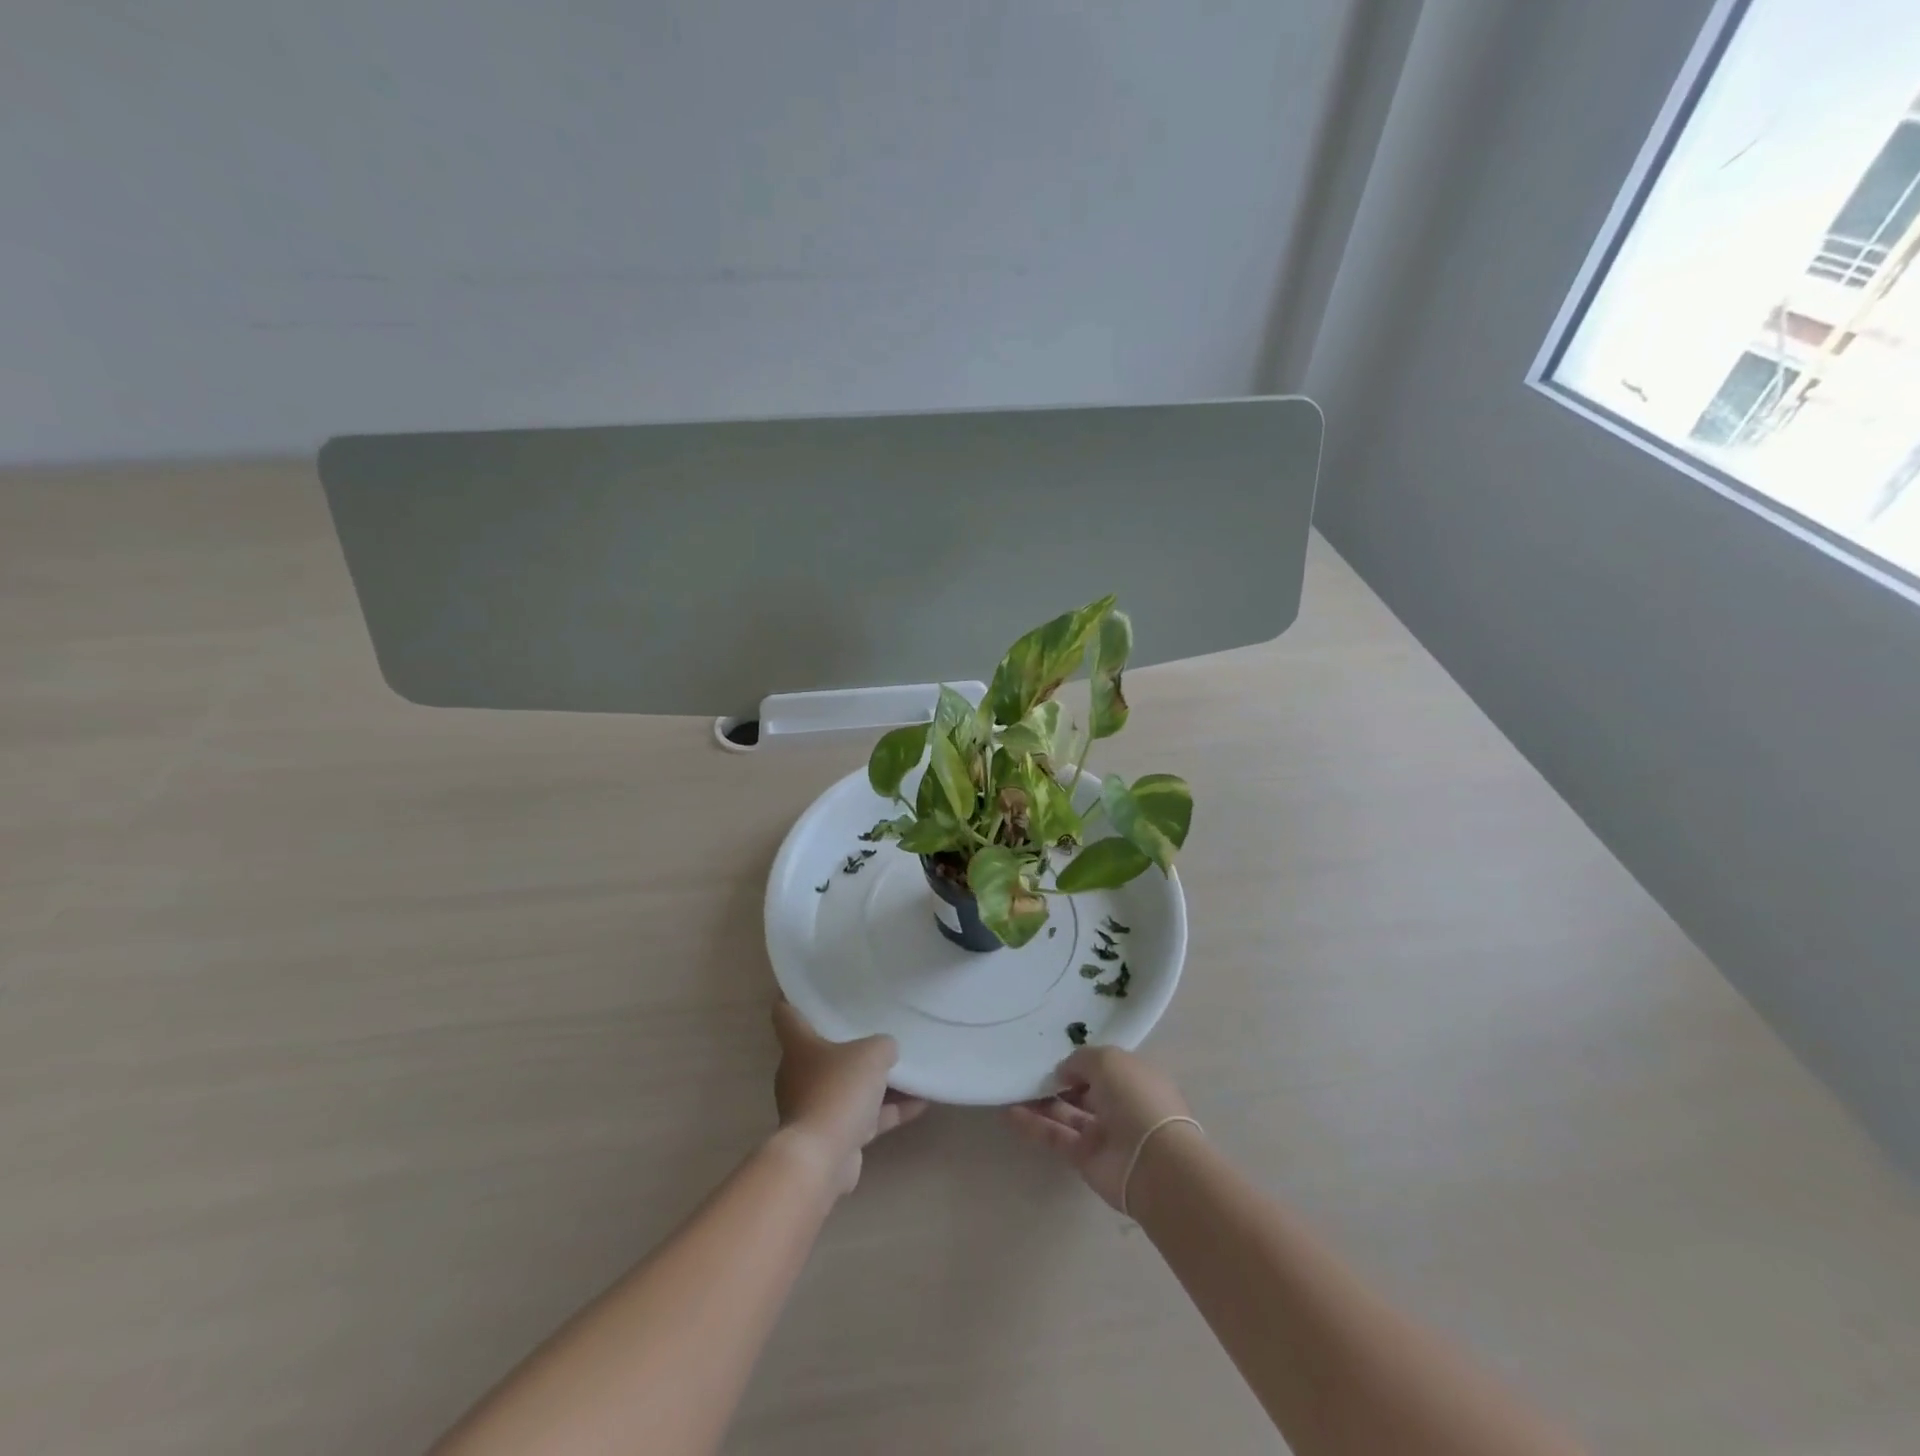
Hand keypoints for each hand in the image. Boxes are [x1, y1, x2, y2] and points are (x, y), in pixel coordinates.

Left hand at [771, 1000, 926, 1194]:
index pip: (786, 1014)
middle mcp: (800, 1075)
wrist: (821, 1157)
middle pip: (822, 1052)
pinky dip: (888, 1111)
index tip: (803, 986)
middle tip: (873, 1026)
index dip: (792, 997)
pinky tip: (921, 1103)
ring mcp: (815, 1107)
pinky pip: (864, 1116)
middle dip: (847, 1044)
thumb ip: (882, 1046)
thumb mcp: (871, 1054)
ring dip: (875, 1082)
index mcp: (799, 1047)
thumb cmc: (838, 1090)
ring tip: (907, 1068)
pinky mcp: (833, 1136)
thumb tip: (886, 1050)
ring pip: (847, 1086)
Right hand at [1007, 1046, 1194, 1210]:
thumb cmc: (1136, 1098)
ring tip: (1012, 1087)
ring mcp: (1103, 1132)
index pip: (1104, 1066)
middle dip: (1058, 1081)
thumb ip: (1080, 1060)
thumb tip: (1064, 1072)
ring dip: (1040, 1101)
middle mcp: (1119, 1103)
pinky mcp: (1085, 1158)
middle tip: (1028, 1071)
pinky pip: (1056, 1136)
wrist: (1153, 1163)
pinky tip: (1009, 1112)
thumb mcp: (1107, 1060)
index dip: (1081, 1061)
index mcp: (1134, 1077)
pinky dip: (1034, 1125)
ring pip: (1066, 1113)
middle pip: (1084, 1090)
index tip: (1054, 1055)